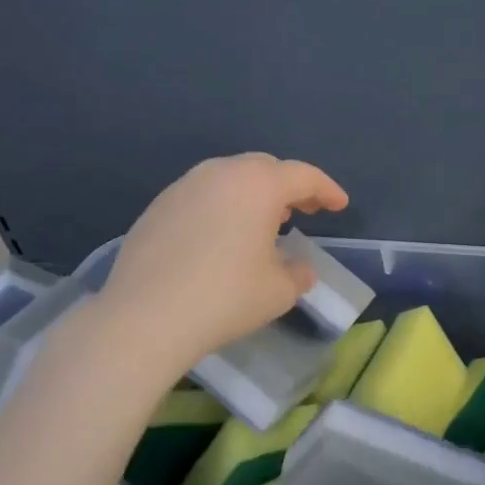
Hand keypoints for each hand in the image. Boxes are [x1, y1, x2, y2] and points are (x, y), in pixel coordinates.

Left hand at [94, 153, 348, 372]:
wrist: (144, 317)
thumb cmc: (224, 297)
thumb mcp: (278, 291)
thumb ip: (297, 273)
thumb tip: (298, 268)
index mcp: (258, 185)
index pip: (303, 176)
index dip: (327, 190)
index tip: (339, 205)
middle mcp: (221, 173)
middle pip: (265, 168)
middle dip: (288, 186)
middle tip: (303, 211)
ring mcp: (184, 186)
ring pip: (230, 178)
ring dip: (252, 194)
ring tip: (263, 222)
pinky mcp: (157, 206)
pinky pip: (202, 195)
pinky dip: (222, 206)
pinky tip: (221, 237)